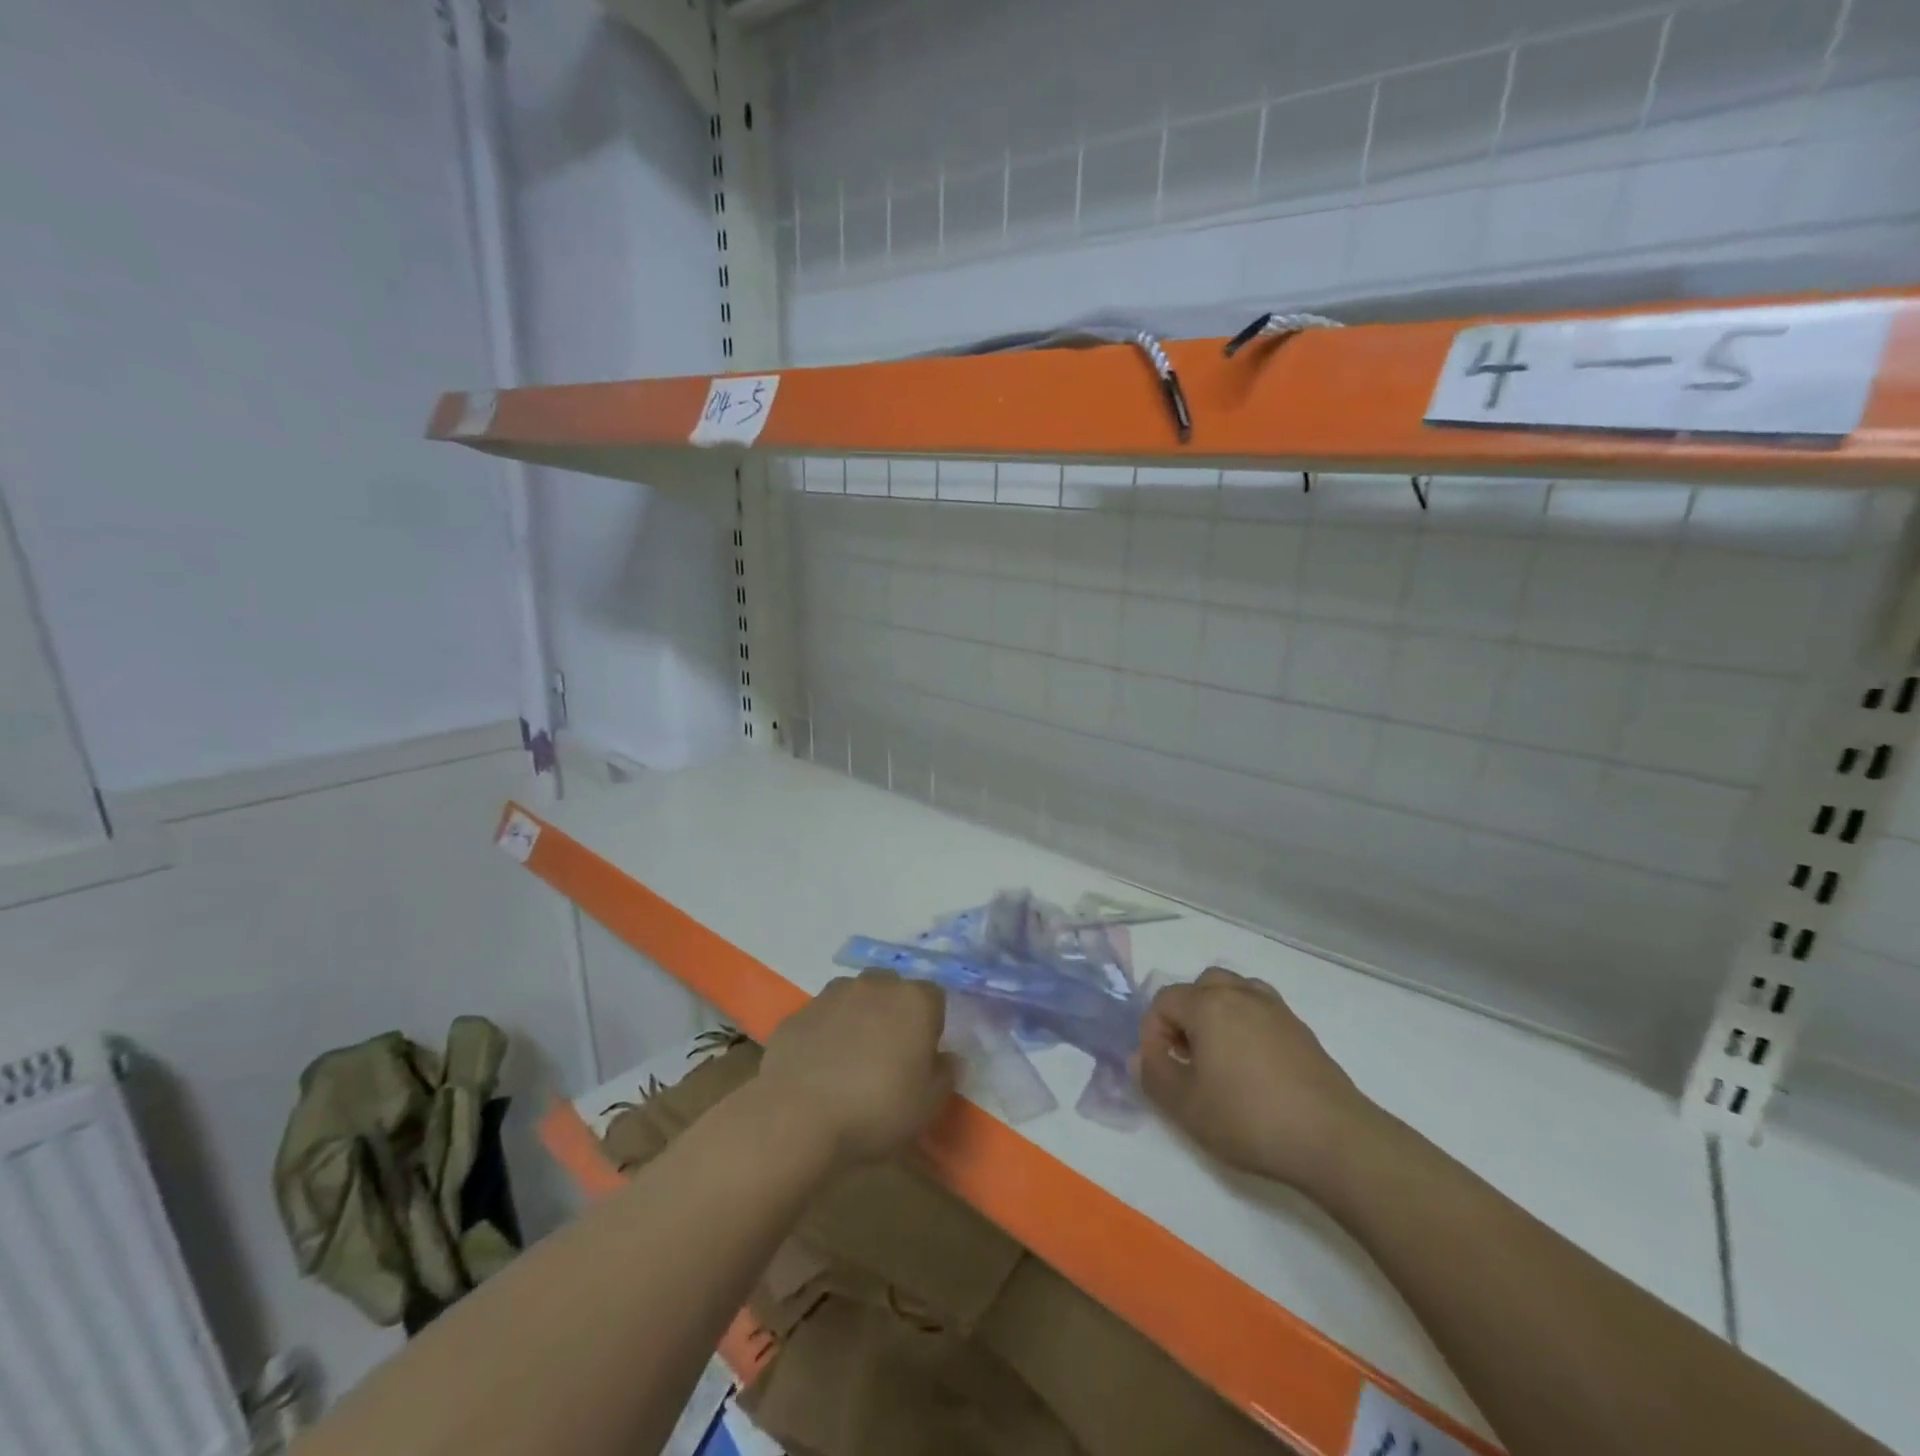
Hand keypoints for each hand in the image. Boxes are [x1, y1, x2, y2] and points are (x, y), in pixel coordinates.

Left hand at [755, 971, 957, 1170]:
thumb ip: (945, 1074)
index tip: (923, 1056)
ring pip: (854, 998)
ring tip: (851, 1062)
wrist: (797, 1117)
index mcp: (913, 1001)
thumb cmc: (876, 1109)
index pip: (934, 997)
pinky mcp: (797, 1013)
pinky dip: (825, 1035)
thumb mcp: (928, 1105)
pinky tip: (819, 1069)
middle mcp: (874, 985)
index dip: (931, 1025)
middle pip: (892, 989)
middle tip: (889, 1055)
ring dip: (858, 1018)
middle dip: (894, 1013)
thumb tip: (946, 1057)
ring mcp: (831, 995)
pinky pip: (821, 1019)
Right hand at [1137, 967, 1378, 1193]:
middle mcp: (1242, 994)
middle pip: (1202, 986)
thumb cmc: (1249, 1118)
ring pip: (1236, 993)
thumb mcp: (1186, 1106)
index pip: (1165, 1000)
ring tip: (1220, 1058)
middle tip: (1188, 1057)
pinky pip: (1262, 1013)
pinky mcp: (1302, 1032)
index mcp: (1209, 1004)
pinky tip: (1254, 1069)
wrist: (1333, 1139)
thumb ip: (1154, 1076)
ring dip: (1219, 1016)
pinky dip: (1248, 1027)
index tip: (1162, 1069)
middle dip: (1187, 1016)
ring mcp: (1276, 1010)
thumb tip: (1141, 1056)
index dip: (1153, 1033)